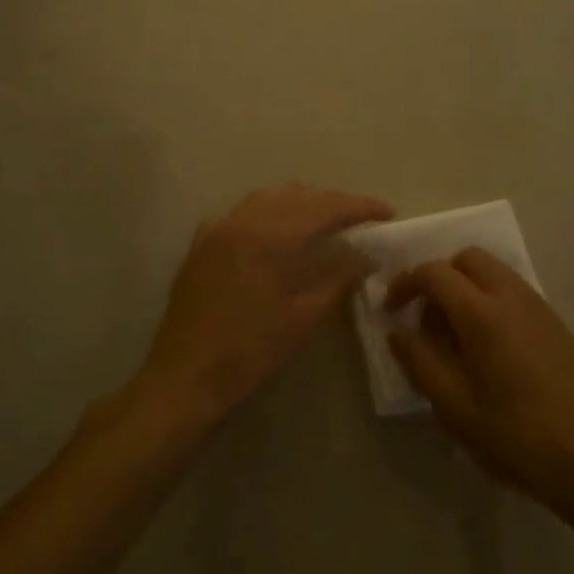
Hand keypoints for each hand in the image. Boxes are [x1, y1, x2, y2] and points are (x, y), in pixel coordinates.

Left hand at [136, 183, 393, 425]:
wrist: (184, 377)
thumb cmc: (250, 351)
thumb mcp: (304, 317)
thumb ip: (339, 278)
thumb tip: (366, 255)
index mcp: (272, 235)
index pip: (327, 206)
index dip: (361, 206)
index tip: (388, 212)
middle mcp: (244, 220)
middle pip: (299, 195)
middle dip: (333, 203)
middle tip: (360, 220)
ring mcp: (218, 228)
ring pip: (269, 198)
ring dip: (301, 203)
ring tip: (325, 222)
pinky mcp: (202, 243)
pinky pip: (243, 214)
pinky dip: (268, 214)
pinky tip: (277, 235)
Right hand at [387, 249, 573, 515]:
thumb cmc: (517, 437)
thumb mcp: (455, 408)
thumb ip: (419, 362)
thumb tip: (397, 332)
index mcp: (482, 312)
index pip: (434, 273)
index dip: (406, 283)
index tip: (390, 309)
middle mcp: (511, 296)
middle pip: (467, 259)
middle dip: (439, 277)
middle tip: (426, 318)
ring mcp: (539, 307)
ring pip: (493, 271)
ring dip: (466, 287)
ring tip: (455, 337)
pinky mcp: (556, 324)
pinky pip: (513, 291)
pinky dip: (490, 300)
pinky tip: (489, 348)